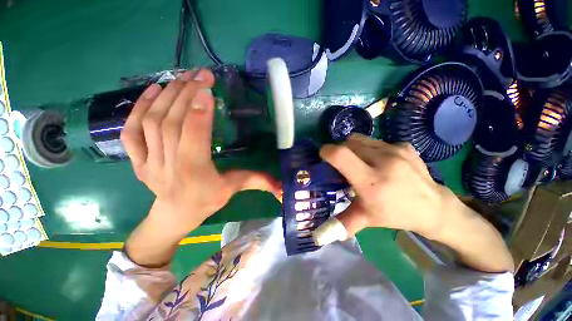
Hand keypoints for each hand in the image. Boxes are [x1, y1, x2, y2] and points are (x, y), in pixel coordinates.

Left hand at [121, 69, 280, 234]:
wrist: (174, 215)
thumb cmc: (206, 200)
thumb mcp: (233, 189)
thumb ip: (256, 181)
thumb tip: (280, 184)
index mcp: (194, 172)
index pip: (193, 136)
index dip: (199, 111)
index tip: (207, 88)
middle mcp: (167, 164)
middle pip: (171, 122)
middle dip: (186, 94)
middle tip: (199, 74)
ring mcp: (148, 161)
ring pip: (151, 122)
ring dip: (166, 96)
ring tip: (181, 77)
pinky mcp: (137, 159)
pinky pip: (131, 131)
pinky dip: (138, 107)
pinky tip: (154, 90)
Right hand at [313, 134, 447, 241]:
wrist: (434, 207)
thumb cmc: (396, 214)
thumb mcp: (366, 220)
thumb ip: (342, 224)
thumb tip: (319, 236)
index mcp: (371, 181)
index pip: (341, 155)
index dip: (327, 151)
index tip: (323, 155)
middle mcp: (384, 161)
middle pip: (348, 143)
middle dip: (339, 150)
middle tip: (341, 163)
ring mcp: (396, 150)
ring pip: (361, 140)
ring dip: (353, 148)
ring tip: (358, 161)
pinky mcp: (405, 145)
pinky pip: (376, 142)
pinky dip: (369, 149)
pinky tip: (378, 161)